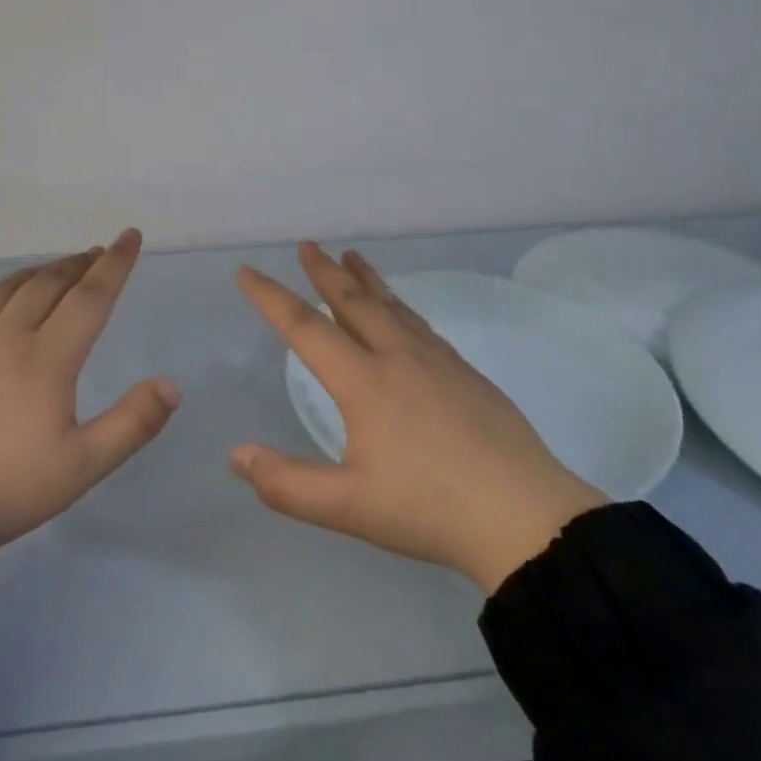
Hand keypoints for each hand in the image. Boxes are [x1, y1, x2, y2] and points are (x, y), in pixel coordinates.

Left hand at [0, 229, 180, 544]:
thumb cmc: (6, 485)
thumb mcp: (81, 466)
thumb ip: (131, 424)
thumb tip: (172, 385)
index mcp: (47, 359)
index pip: (89, 298)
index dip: (114, 265)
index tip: (130, 236)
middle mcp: (9, 339)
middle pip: (49, 284)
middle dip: (80, 263)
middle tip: (100, 252)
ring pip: (11, 289)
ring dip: (42, 270)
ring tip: (60, 267)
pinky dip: (7, 289)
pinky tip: (5, 301)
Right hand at [231, 243, 607, 591]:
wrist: (523, 514)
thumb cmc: (429, 508)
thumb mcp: (348, 506)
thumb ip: (286, 483)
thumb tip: (236, 455)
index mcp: (366, 382)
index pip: (306, 328)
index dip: (271, 298)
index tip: (247, 272)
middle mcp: (399, 357)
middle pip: (354, 301)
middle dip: (325, 271)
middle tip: (307, 245)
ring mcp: (438, 361)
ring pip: (393, 306)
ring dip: (366, 280)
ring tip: (352, 257)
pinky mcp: (466, 372)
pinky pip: (420, 324)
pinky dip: (399, 305)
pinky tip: (402, 314)